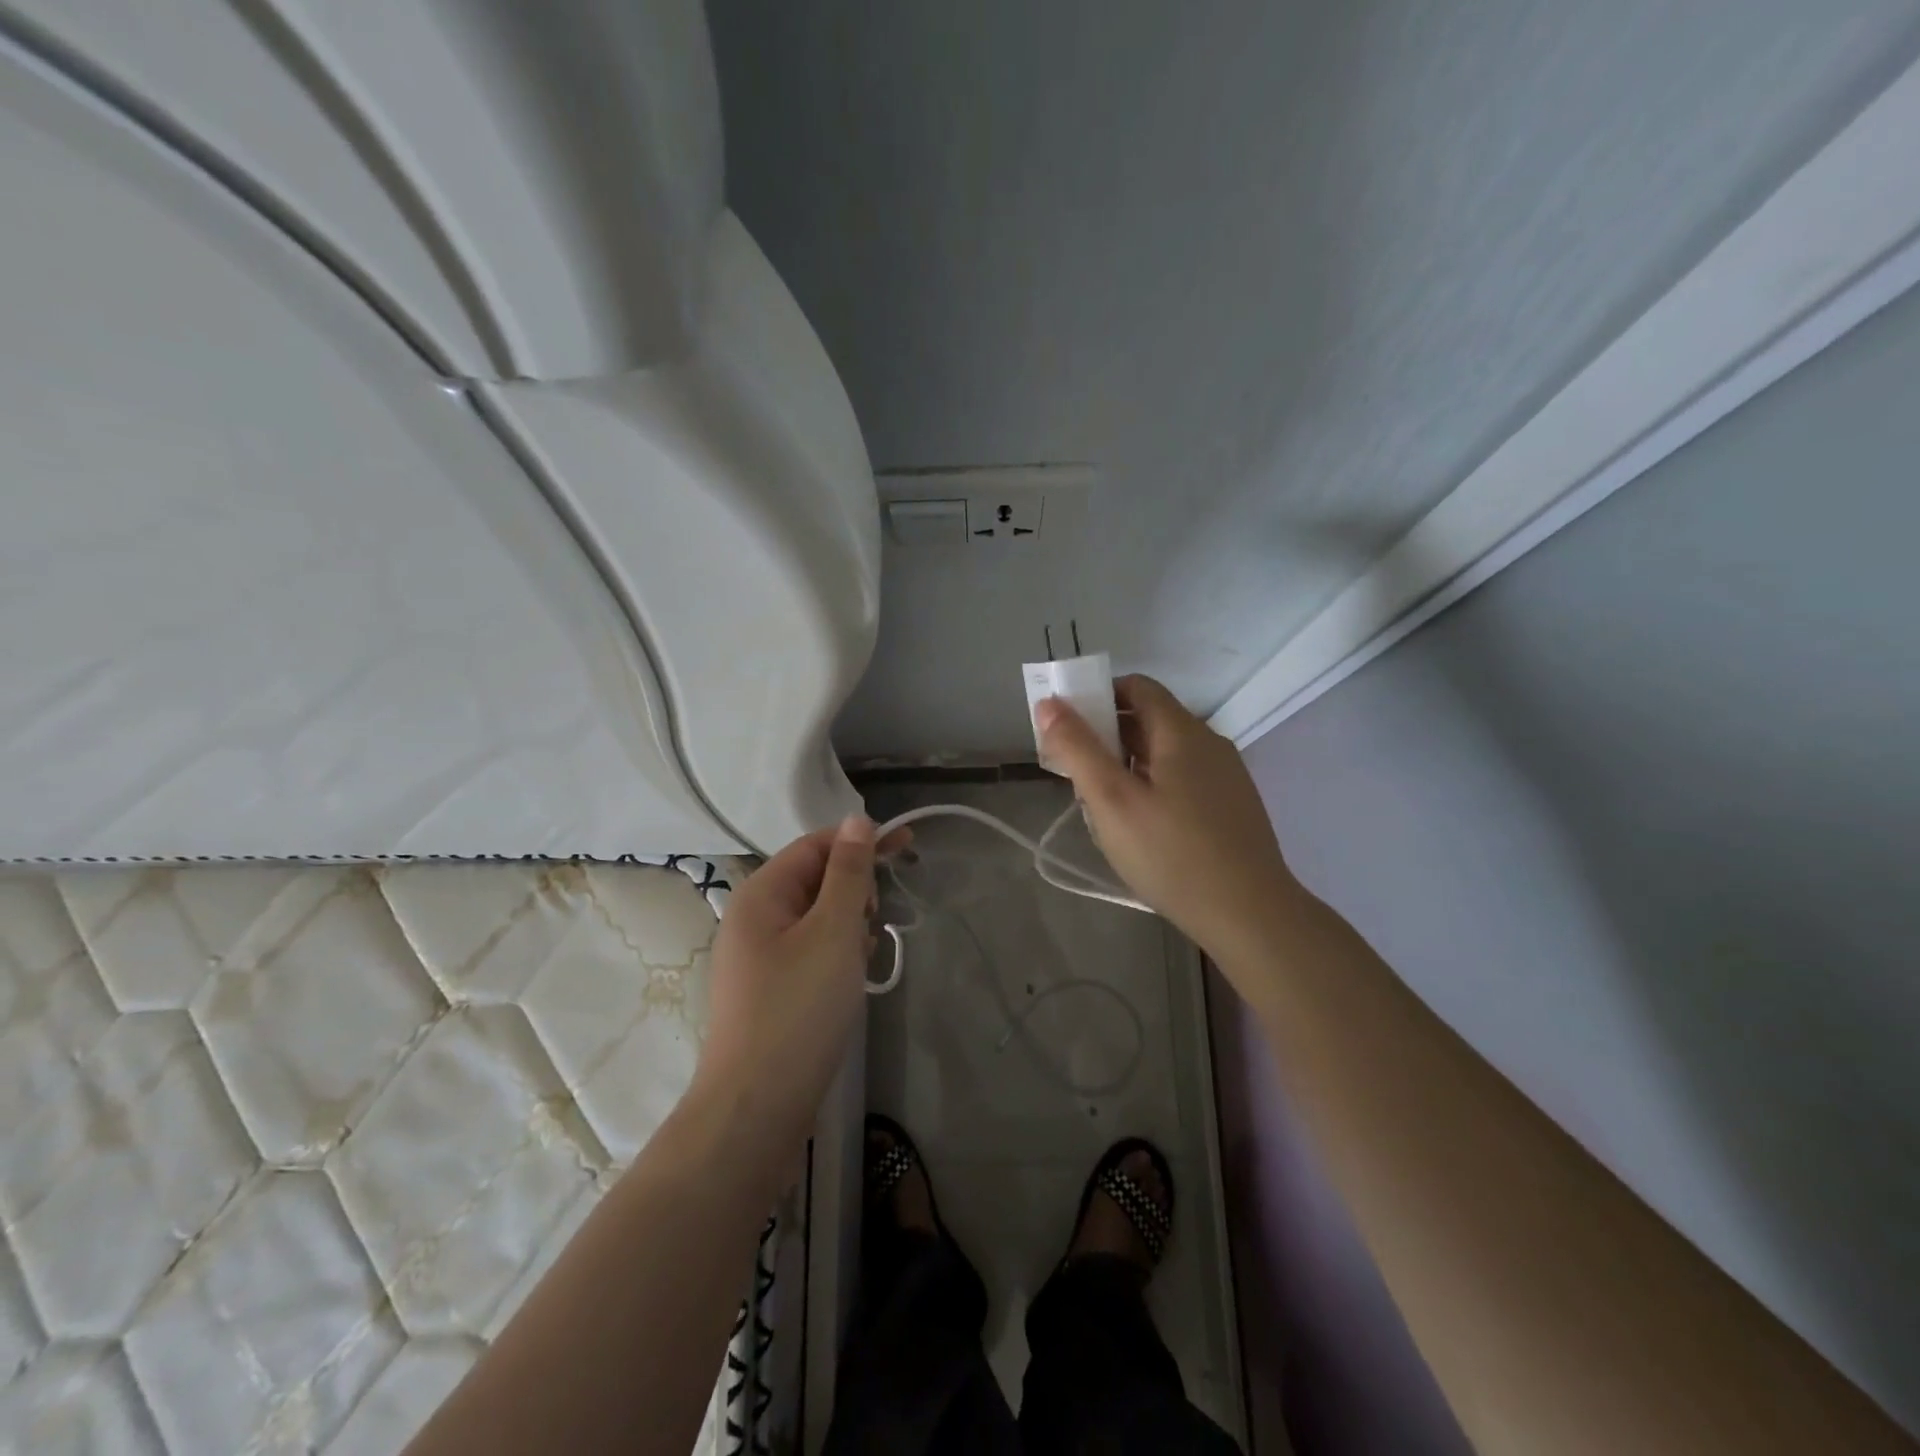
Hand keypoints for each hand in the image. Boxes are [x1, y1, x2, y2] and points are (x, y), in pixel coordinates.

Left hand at [693, 816, 877, 1149]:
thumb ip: (848, 873)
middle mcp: (753, 919)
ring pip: (816, 918)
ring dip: (848, 923)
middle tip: (877, 917)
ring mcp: (759, 958)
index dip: (860, 840)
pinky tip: (852, 977)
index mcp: (760, 894)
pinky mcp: (770, 991)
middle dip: (854, 889)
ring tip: (864, 953)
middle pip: (814, 880)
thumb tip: (856, 821)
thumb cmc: (799, 1009)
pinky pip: (811, 951)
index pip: (814, 845)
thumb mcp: (833, 931)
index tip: (907, 846)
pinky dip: (837, 953)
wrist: (757, 1108)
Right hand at [1036, 674, 1303, 963]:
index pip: (1137, 686)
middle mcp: (1209, 743)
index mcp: (1182, 731)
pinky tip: (1142, 824)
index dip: (1098, 695)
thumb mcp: (1111, 800)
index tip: (1068, 726)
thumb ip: (1078, 749)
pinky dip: (1154, 783)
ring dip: (1129, 763)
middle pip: (1151, 719)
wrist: (1250, 915)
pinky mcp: (1233, 805)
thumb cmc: (1172, 854)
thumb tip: (1049, 703)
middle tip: (1076, 770)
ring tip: (1102, 801)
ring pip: (1167, 752)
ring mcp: (1226, 775)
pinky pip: (1185, 778)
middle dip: (1107, 734)